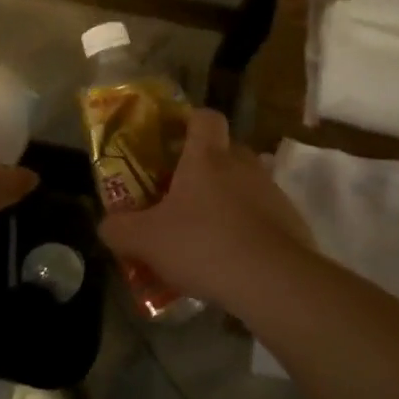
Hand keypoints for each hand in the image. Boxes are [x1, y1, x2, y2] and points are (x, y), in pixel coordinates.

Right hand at [97, 109, 313, 308]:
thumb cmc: (203, 245)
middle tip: (181, 195)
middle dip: (205, 168)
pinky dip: (248, 230)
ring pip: (245, 185)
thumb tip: (106, 225)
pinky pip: (263, 217)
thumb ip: (119, 230)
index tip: (173, 139)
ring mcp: (272, 193)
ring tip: (205, 235)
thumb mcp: (146, 241)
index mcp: (207, 158)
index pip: (204, 117)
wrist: (274, 281)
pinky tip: (232, 260)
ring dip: (227, 201)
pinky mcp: (292, 222)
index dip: (189, 121)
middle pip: (225, 151)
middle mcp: (243, 165)